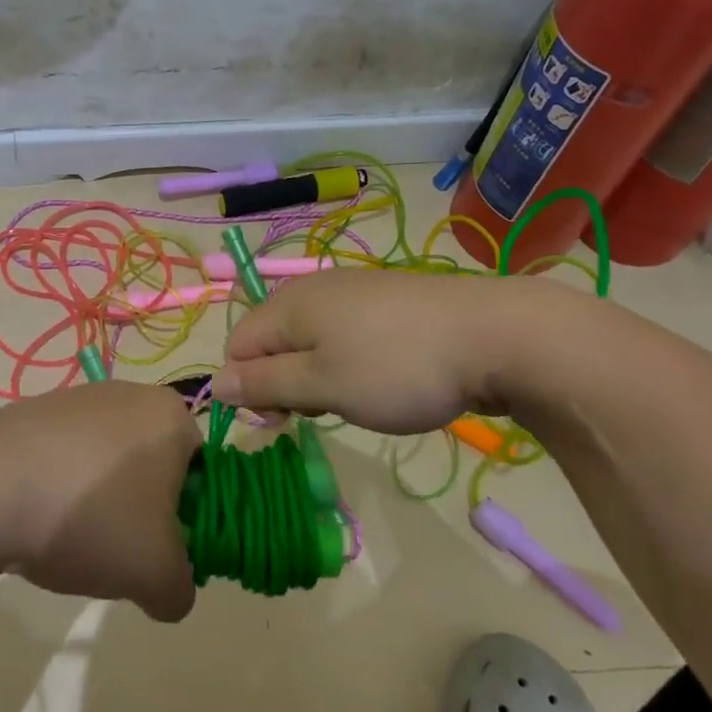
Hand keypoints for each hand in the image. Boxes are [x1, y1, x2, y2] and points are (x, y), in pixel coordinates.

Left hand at [0, 381, 202, 622]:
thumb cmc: (91, 518)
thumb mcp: (155, 575)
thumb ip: (180, 590)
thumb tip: (171, 592)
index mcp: (171, 416)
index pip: (202, 470)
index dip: (188, 518)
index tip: (161, 552)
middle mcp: (129, 394)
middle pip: (152, 464)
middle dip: (141, 511)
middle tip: (119, 552)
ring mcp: (76, 398)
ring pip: (106, 463)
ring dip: (98, 503)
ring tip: (70, 541)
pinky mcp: (32, 411)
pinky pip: (63, 458)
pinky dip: (59, 490)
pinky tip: (36, 521)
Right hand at [213, 270, 571, 432]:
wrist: (495, 335)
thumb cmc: (396, 367)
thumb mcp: (322, 385)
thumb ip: (264, 384)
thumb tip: (217, 384)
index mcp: (289, 304)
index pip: (237, 347)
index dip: (248, 388)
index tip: (282, 423)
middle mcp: (315, 289)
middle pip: (273, 341)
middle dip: (284, 383)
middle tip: (322, 414)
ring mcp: (355, 291)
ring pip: (311, 341)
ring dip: (318, 376)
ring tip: (356, 400)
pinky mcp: (389, 302)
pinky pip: (346, 334)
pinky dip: (350, 362)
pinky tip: (383, 379)